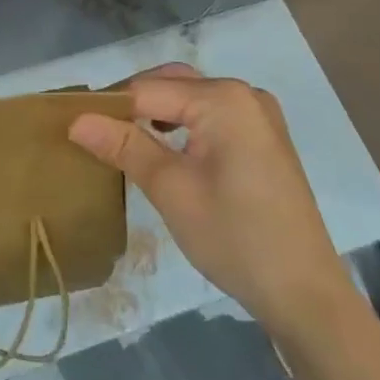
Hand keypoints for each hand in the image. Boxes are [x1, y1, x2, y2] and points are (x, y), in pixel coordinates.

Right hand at [68, 65, 356, 341]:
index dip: (109, 106)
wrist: (306, 296)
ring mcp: (259, 115)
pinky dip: (183, 124)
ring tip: (122, 140)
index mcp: (223, 98)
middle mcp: (244, 93)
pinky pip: (212, 115)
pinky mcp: (264, 138)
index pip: (148, 89)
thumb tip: (76, 120)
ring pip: (191, 98)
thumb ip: (124, 146)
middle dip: (133, 104)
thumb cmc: (235, 238)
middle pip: (171, 84)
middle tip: (95, 132)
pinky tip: (164, 148)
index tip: (74, 124)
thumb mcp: (171, 190)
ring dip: (156, 113)